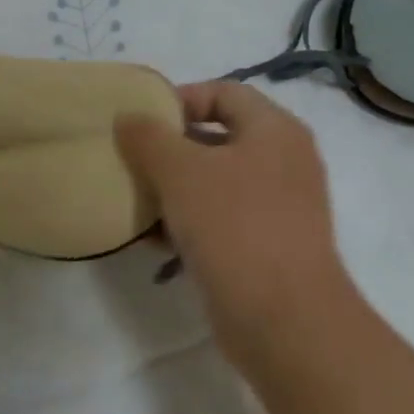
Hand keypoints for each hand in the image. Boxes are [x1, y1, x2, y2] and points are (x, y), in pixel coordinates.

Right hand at [117, 81, 355, 365]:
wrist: (284, 320)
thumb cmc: (234, 227)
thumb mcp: (180, 171)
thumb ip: (148, 136)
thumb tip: (128, 117)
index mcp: (274, 131)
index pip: (223, 92)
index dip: (180, 99)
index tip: (140, 122)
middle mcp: (282, 162)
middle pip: (216, 137)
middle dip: (168, 147)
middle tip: (130, 159)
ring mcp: (276, 207)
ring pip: (213, 182)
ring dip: (172, 188)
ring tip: (135, 200)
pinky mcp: (265, 245)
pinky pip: (218, 219)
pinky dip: (186, 221)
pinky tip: (154, 239)